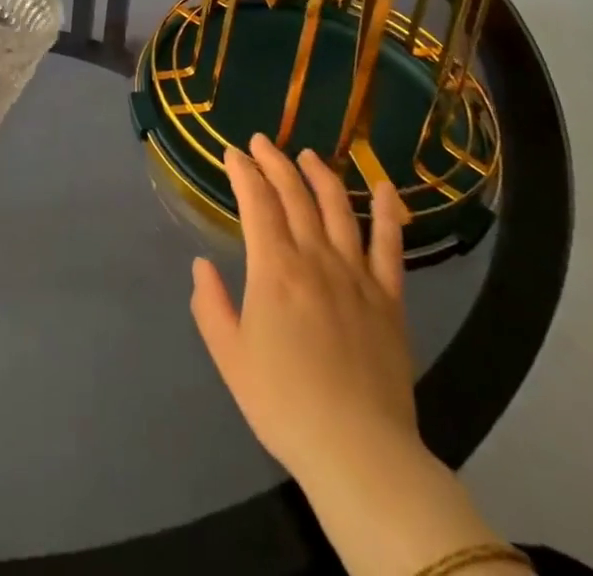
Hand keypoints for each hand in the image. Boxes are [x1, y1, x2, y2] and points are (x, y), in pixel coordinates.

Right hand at [190, 134, 414, 488]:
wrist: (358, 452)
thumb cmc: (283, 403)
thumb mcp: (229, 355)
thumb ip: (211, 304)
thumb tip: (202, 265)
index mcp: (274, 268)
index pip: (257, 202)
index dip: (243, 172)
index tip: (232, 153)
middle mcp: (315, 258)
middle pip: (295, 195)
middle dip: (275, 162)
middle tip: (262, 142)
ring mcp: (356, 275)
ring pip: (338, 209)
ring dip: (321, 175)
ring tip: (308, 155)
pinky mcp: (389, 299)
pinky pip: (390, 247)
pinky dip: (388, 214)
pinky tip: (385, 188)